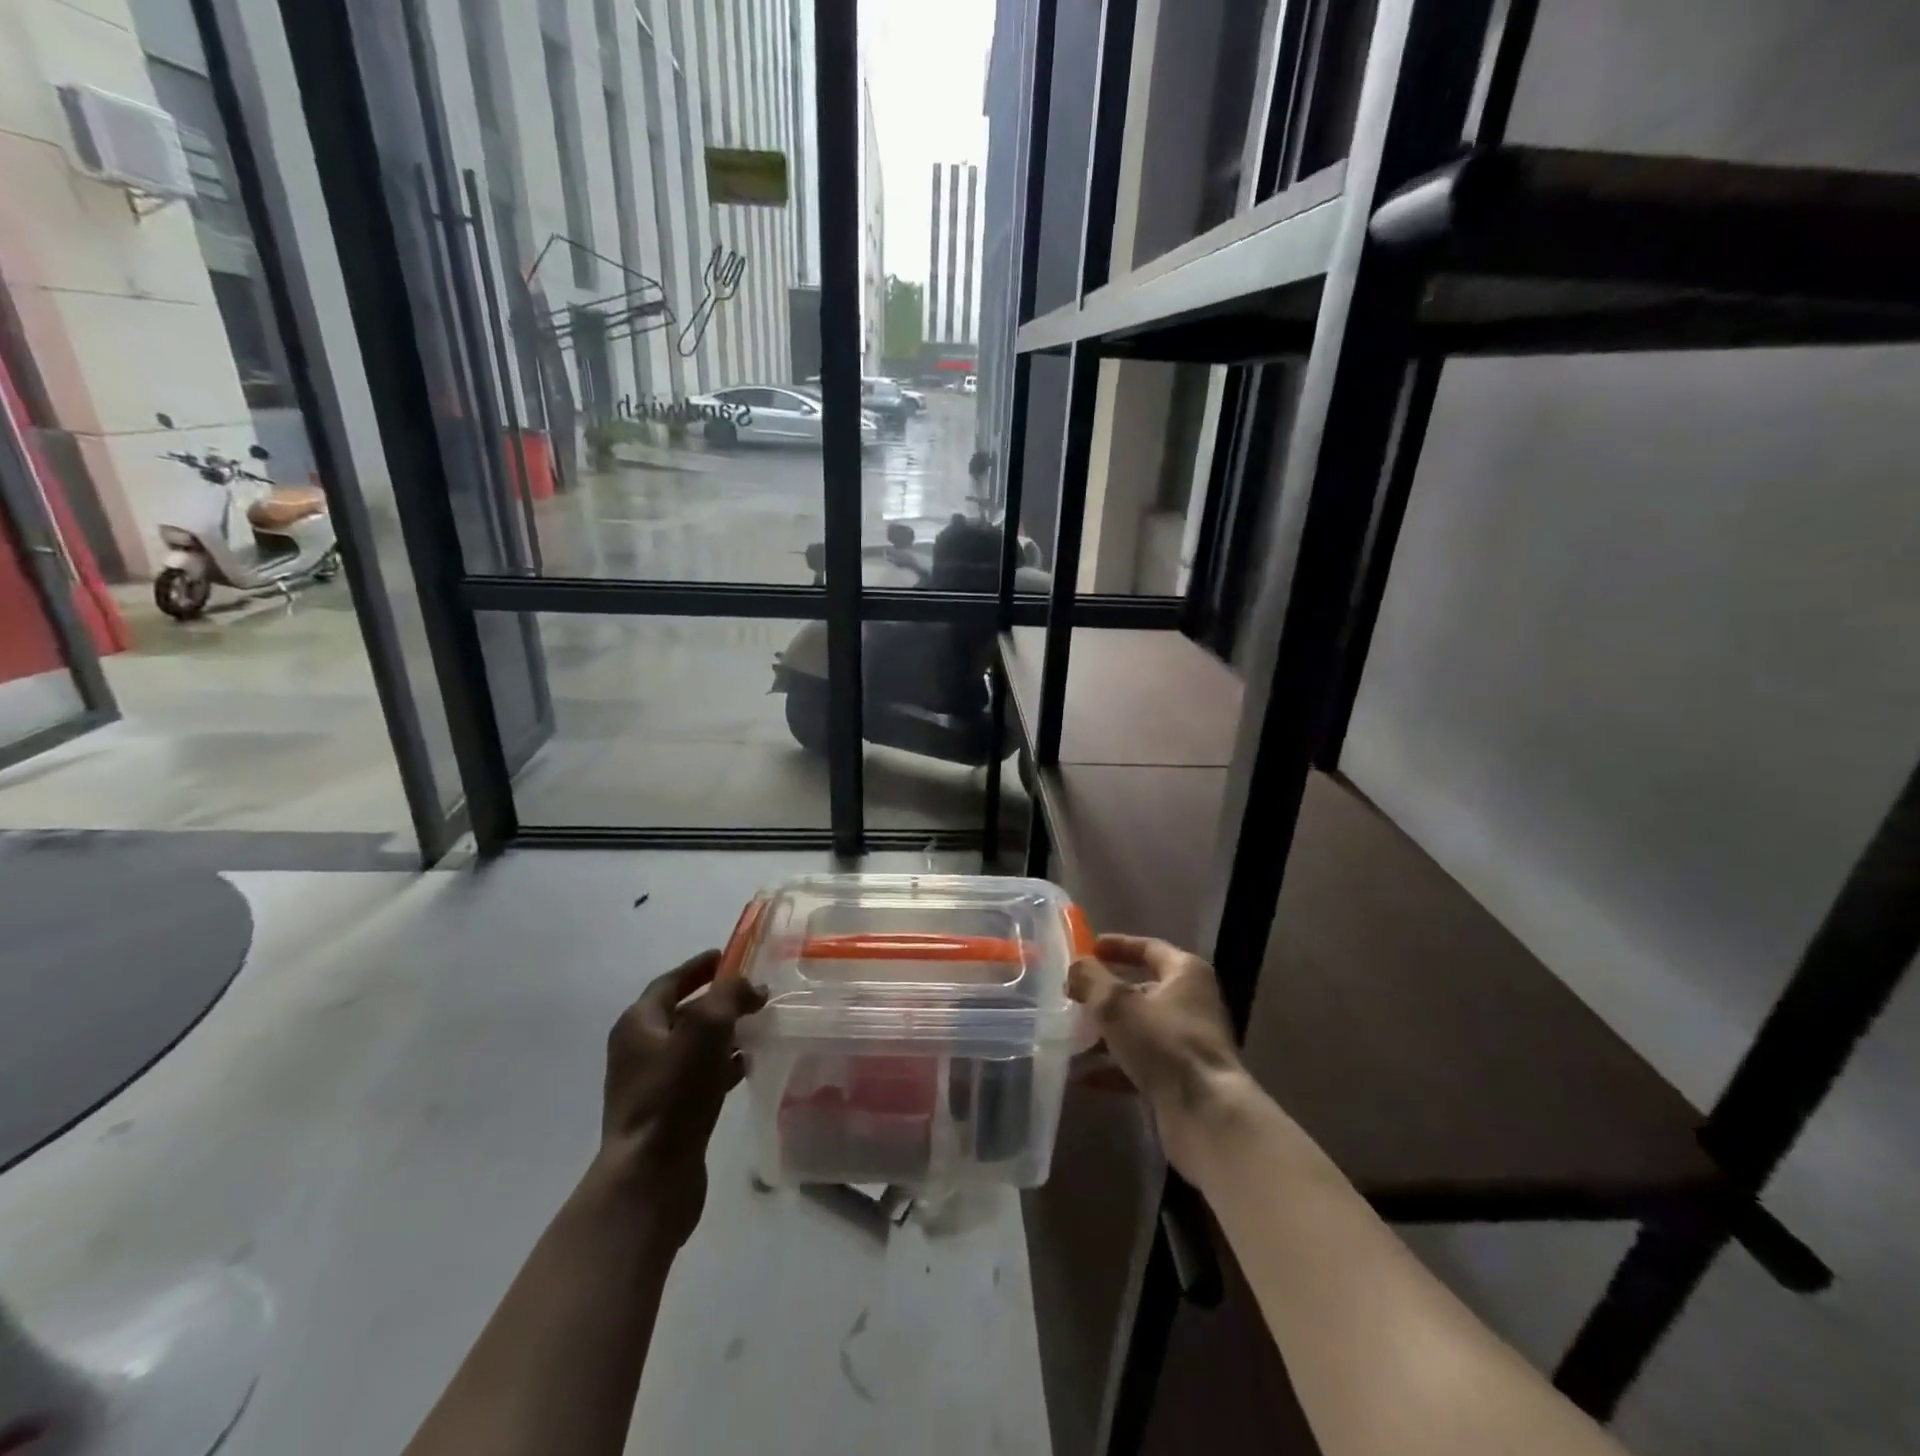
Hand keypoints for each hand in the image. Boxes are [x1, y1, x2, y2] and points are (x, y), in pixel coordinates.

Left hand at [598, 951, 765, 1246]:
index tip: (730, 955)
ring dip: (725, 1033)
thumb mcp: (706, 1028)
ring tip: (760, 1026)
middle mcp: (639, 1050)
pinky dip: (723, 1065)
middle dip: (719, 1000)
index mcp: (638, 1024)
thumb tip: (751, 987)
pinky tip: (748, 1066)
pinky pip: (699, 1076)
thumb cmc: (674, 1094)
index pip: (671, 981)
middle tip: (755, 993)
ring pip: (695, 1046)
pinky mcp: (668, 1114)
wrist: (650, 1178)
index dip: (700, 967)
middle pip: (684, 1012)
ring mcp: (652, 1085)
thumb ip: (730, 995)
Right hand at [1068, 934, 1246, 1179]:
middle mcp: (1192, 1003)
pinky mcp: (1180, 1078)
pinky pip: (1140, 1063)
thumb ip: (1091, 979)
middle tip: (1071, 996)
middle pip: (1141, 990)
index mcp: (1185, 974)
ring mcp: (1187, 1043)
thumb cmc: (1163, 1042)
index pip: (1149, 948)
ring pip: (1138, 1028)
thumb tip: (1075, 968)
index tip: (1088, 949)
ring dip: (1104, 1033)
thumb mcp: (1116, 1003)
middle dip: (1104, 995)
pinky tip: (1081, 1075)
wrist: (1206, 1114)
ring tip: (1068, 1036)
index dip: (1118, 946)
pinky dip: (1112, 1066)